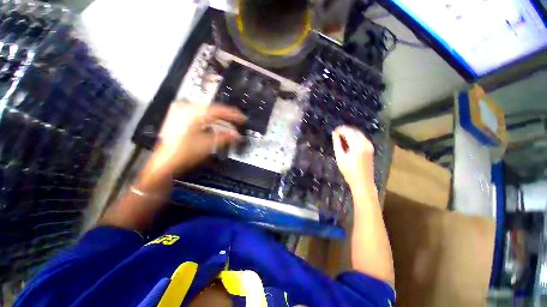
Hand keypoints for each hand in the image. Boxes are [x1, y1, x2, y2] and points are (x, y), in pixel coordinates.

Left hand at [145, 102, 245, 177]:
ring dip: (220, 118)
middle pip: (213, 109)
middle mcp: (187, 109)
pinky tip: (217, 124)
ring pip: (207, 113)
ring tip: (230, 122)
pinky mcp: (181, 120)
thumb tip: (238, 135)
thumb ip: (225, 137)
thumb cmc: (185, 153)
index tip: (243, 119)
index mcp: (193, 113)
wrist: (166, 163)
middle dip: (227, 115)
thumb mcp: (208, 144)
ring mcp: (183, 114)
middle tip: (238, 120)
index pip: (218, 110)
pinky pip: (201, 116)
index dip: (232, 115)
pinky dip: (211, 120)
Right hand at [332, 126, 374, 188]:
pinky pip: (361, 138)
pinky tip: (347, 142)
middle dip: (345, 131)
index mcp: (358, 145)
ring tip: (340, 138)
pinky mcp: (370, 148)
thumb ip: (337, 144)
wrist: (363, 182)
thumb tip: (334, 134)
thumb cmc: (349, 171)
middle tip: (336, 134)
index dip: (340, 130)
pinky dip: (354, 137)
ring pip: (358, 134)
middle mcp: (365, 142)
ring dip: (349, 134)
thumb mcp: (340, 157)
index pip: (348, 131)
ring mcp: (369, 145)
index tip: (333, 131)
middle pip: (354, 131)